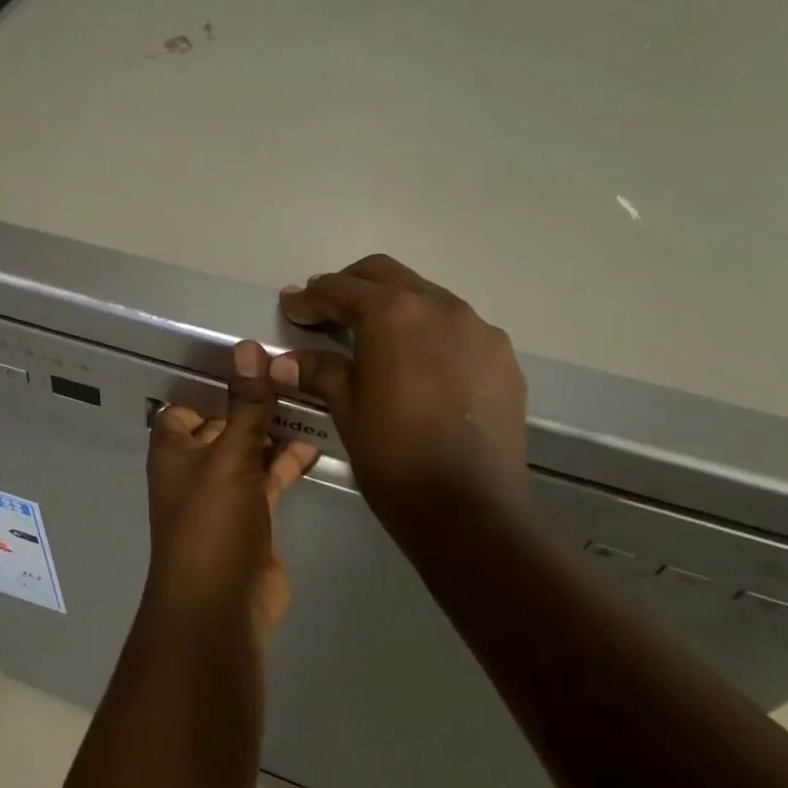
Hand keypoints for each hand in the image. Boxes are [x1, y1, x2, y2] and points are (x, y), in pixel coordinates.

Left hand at [145, 340, 318, 644]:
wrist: (221, 606)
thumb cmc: (212, 522)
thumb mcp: (230, 455)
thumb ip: (245, 403)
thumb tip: (246, 347)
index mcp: (174, 450)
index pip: (184, 408)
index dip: (211, 390)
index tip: (250, 370)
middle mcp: (194, 469)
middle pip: (222, 427)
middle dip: (251, 407)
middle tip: (293, 378)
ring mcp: (223, 496)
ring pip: (248, 452)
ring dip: (272, 433)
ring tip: (310, 404)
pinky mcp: (251, 519)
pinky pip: (268, 479)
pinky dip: (286, 462)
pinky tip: (315, 444)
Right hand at [272, 254, 529, 544]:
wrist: (471, 512)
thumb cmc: (395, 458)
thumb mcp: (348, 410)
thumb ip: (320, 371)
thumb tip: (283, 361)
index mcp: (394, 314)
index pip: (341, 289)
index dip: (310, 298)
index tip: (291, 307)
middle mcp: (441, 307)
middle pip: (386, 276)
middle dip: (350, 286)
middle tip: (325, 310)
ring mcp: (479, 330)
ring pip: (427, 297)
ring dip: (395, 307)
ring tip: (373, 338)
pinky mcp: (503, 357)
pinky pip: (459, 329)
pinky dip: (430, 333)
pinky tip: (419, 365)